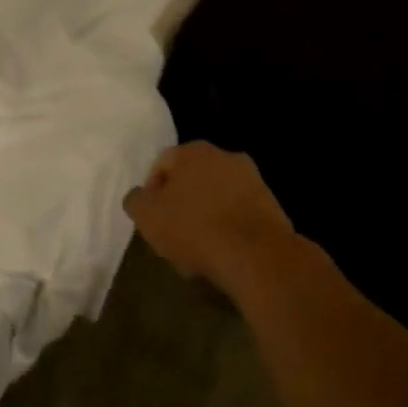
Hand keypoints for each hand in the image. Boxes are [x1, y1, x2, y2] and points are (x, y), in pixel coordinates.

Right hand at [124, 142, 299, 295]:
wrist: (256, 255)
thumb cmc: (194, 228)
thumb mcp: (147, 216)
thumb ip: (136, 200)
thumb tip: (139, 196)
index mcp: (192, 151)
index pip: (161, 165)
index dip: (151, 194)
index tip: (152, 221)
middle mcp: (224, 156)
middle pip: (191, 181)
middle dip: (180, 206)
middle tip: (173, 236)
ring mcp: (252, 179)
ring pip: (216, 198)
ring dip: (205, 218)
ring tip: (197, 252)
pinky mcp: (271, 205)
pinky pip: (238, 214)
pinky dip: (228, 229)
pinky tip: (222, 255)